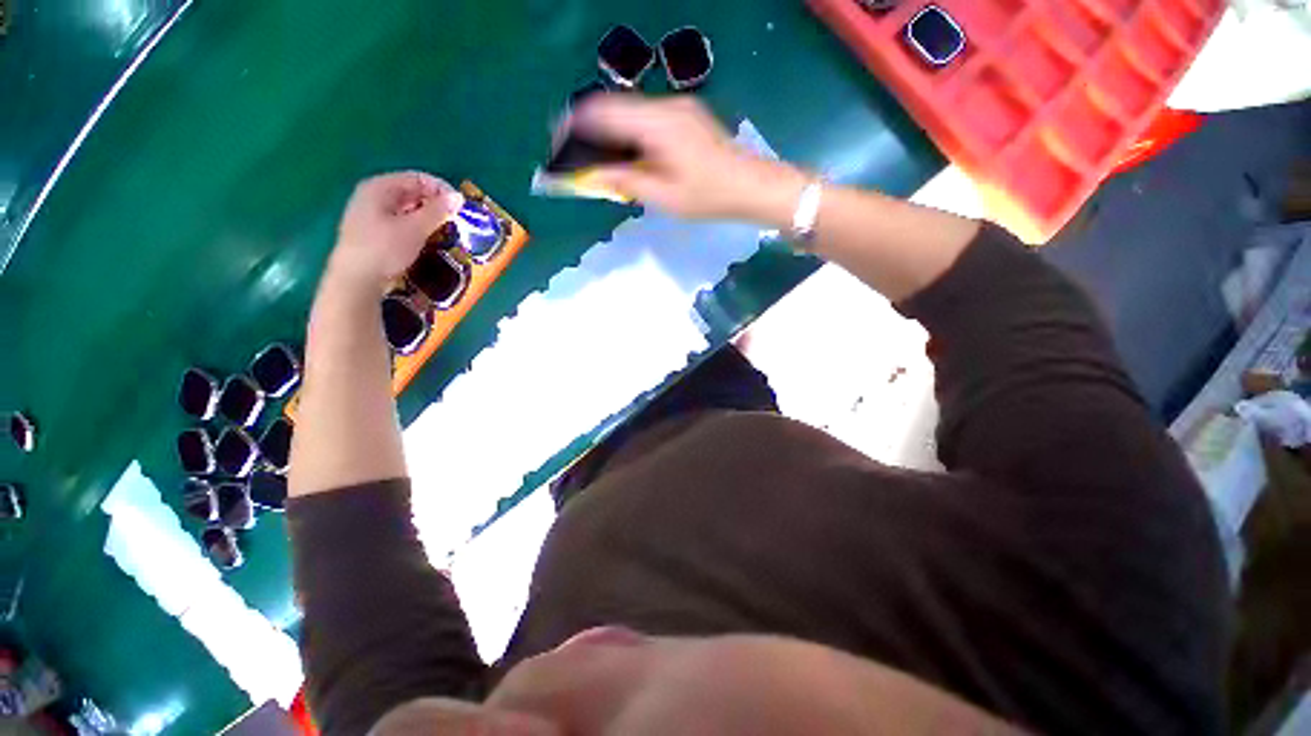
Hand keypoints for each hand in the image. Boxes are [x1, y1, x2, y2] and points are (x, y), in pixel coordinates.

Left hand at [325, 172, 463, 295]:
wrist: (356, 279)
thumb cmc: (385, 248)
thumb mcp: (415, 228)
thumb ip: (438, 211)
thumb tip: (458, 197)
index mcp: (380, 187)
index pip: (418, 178)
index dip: (441, 190)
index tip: (460, 208)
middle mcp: (373, 195)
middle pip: (411, 191)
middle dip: (435, 204)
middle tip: (455, 220)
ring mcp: (371, 213)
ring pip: (407, 208)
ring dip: (428, 216)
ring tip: (445, 230)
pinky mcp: (373, 231)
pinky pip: (400, 221)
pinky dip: (417, 226)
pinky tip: (427, 238)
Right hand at [568, 96, 808, 225]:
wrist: (752, 186)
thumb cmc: (708, 197)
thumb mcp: (664, 197)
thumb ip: (625, 181)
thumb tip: (591, 173)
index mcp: (656, 124)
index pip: (602, 112)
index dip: (574, 125)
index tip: (558, 145)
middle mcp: (664, 106)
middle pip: (613, 109)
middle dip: (590, 132)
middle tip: (577, 159)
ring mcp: (677, 108)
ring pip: (629, 114)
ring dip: (610, 135)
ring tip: (600, 163)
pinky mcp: (685, 116)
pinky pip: (646, 120)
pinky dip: (629, 136)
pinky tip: (629, 158)